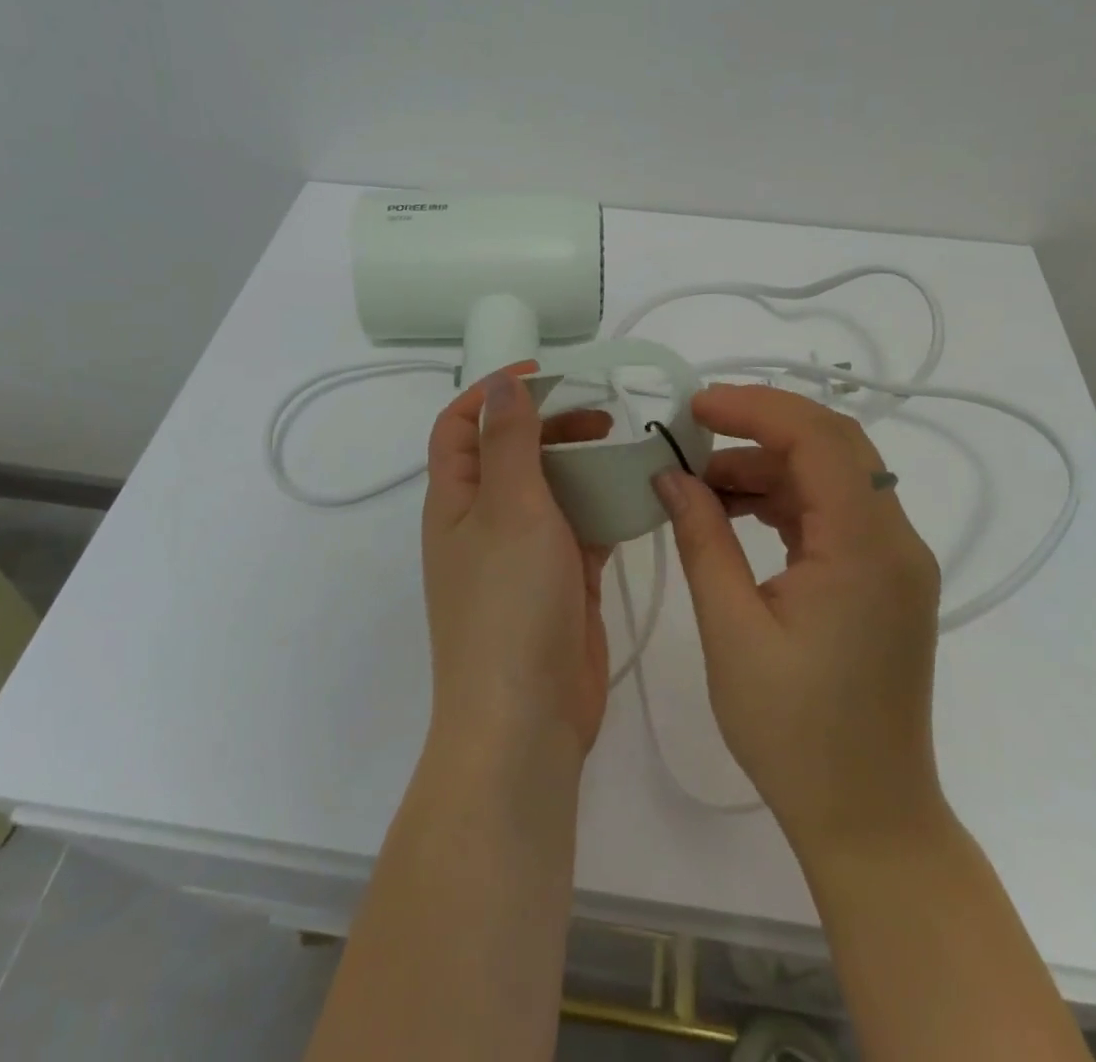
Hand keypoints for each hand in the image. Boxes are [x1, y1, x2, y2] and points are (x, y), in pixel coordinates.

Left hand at [422, 365, 614, 760]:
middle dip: (551, 425)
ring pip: (551, 490)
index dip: (495, 392)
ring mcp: (523, 554)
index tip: (548, 375)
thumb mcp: (508, 508)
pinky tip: (639, 494)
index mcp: (456, 500)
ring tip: (627, 448)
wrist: (527, 720)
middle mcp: (484, 521)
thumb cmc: (509, 603)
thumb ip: (509, 442)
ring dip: (583, 465)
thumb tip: (502, 384)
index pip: (460, 425)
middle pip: (512, 453)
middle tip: (603, 414)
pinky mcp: (560, 581)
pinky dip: (604, 507)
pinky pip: (581, 528)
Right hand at [653, 384, 948, 860]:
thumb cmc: (795, 733)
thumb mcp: (732, 631)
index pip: (819, 439)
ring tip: (702, 480)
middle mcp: (896, 541)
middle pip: (834, 445)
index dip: (755, 408)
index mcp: (867, 549)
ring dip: (770, 464)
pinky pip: (836, 513)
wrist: (868, 817)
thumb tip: (670, 476)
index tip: (694, 407)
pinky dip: (786, 498)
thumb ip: (702, 540)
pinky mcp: (884, 579)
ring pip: (834, 475)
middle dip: (762, 425)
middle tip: (695, 428)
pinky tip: (737, 510)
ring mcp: (896, 560)